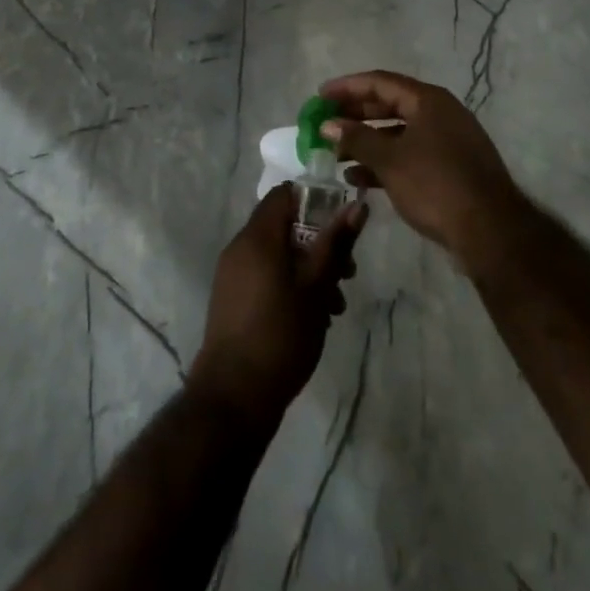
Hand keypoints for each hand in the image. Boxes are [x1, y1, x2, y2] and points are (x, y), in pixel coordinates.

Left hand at [189, 185, 367, 425]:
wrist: (233, 396)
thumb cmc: (281, 335)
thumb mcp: (317, 287)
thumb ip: (335, 243)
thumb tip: (357, 205)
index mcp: (258, 237)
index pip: (284, 194)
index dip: (316, 202)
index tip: (341, 226)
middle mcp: (240, 247)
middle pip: (285, 226)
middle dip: (320, 244)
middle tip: (346, 274)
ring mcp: (233, 274)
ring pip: (278, 254)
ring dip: (309, 269)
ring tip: (335, 305)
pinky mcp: (232, 298)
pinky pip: (266, 275)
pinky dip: (290, 284)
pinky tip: (313, 317)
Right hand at [320, 70, 527, 264]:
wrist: (490, 231)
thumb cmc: (435, 184)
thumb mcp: (390, 160)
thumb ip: (356, 138)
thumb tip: (327, 125)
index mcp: (428, 100)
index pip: (380, 82)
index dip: (347, 87)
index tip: (320, 95)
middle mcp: (439, 113)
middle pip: (389, 105)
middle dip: (355, 115)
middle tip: (325, 124)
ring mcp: (447, 141)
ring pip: (398, 133)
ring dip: (366, 142)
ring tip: (335, 156)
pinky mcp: (449, 168)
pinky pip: (409, 155)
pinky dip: (384, 162)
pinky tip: (358, 179)